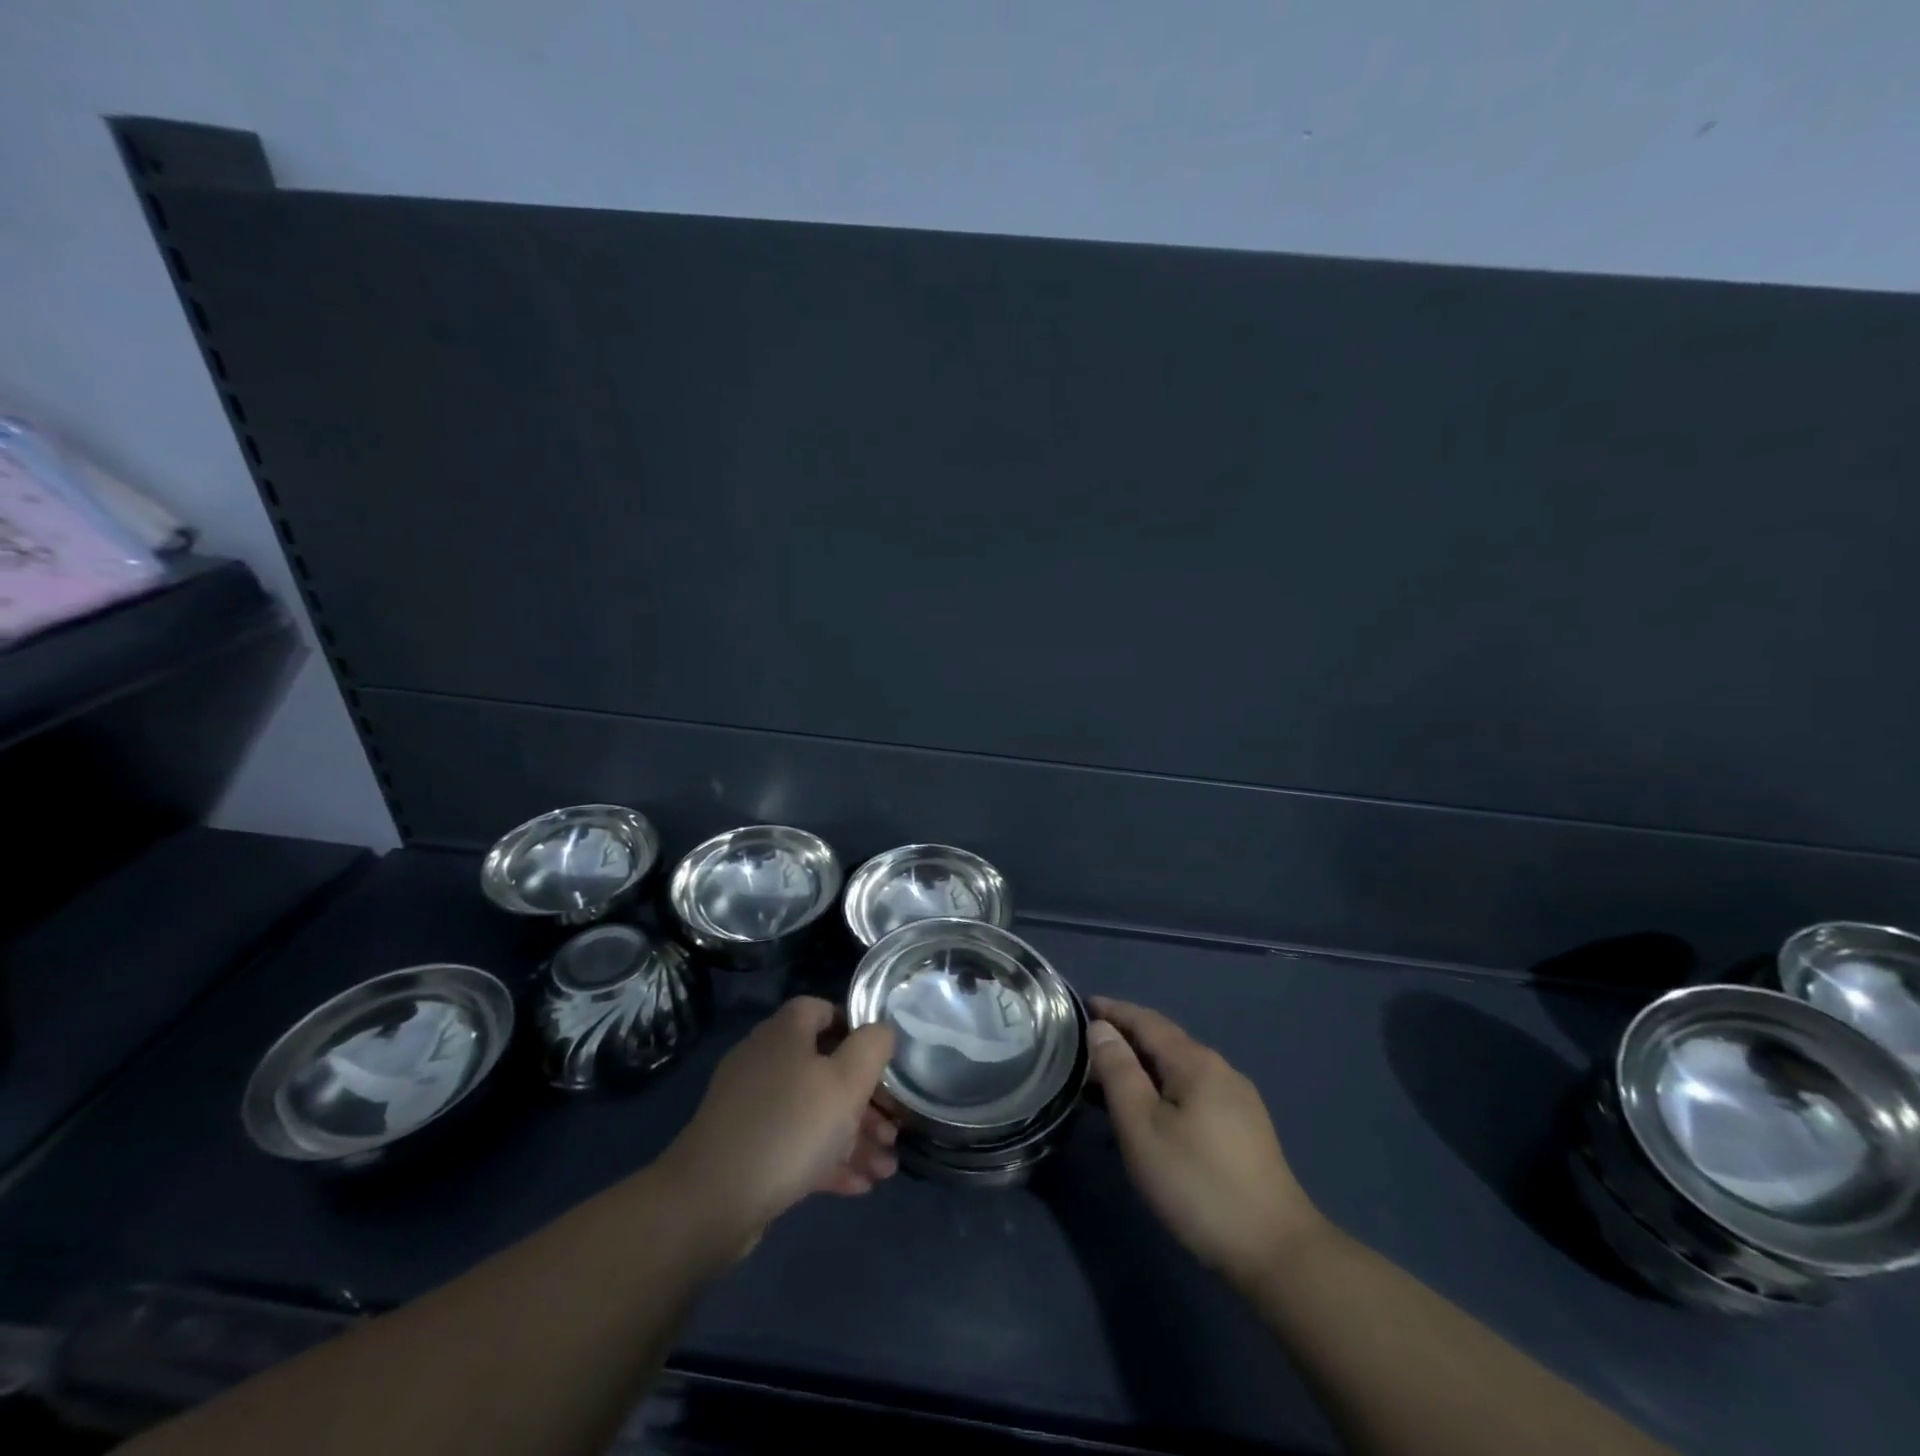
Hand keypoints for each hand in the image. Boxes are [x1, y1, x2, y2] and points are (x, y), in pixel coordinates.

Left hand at [658, 997, 898, 1244]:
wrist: (709, 1202)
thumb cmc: (789, 1128)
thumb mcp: (846, 1083)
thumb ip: (872, 1048)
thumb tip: (881, 1031)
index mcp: (785, 1032)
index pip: (824, 1009)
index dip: (857, 1029)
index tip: (884, 1061)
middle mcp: (765, 1059)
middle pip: (824, 1067)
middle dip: (865, 1100)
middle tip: (893, 1130)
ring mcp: (750, 1104)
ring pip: (812, 1110)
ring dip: (852, 1136)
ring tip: (885, 1169)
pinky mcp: (743, 1146)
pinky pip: (793, 1142)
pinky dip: (825, 1158)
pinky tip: (857, 1186)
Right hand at [1087, 997, 1326, 1292]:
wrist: (1277, 1252)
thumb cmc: (1198, 1184)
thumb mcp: (1142, 1128)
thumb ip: (1118, 1072)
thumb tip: (1100, 1028)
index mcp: (1195, 1061)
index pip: (1145, 1020)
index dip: (1112, 1011)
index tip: (1081, 1005)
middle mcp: (1220, 1069)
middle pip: (1164, 1041)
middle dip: (1126, 1039)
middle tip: (1085, 1047)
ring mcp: (1238, 1099)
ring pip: (1179, 1069)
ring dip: (1143, 1067)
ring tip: (1109, 1081)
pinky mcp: (1245, 1129)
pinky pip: (1193, 1091)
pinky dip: (1163, 1088)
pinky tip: (1151, 1113)